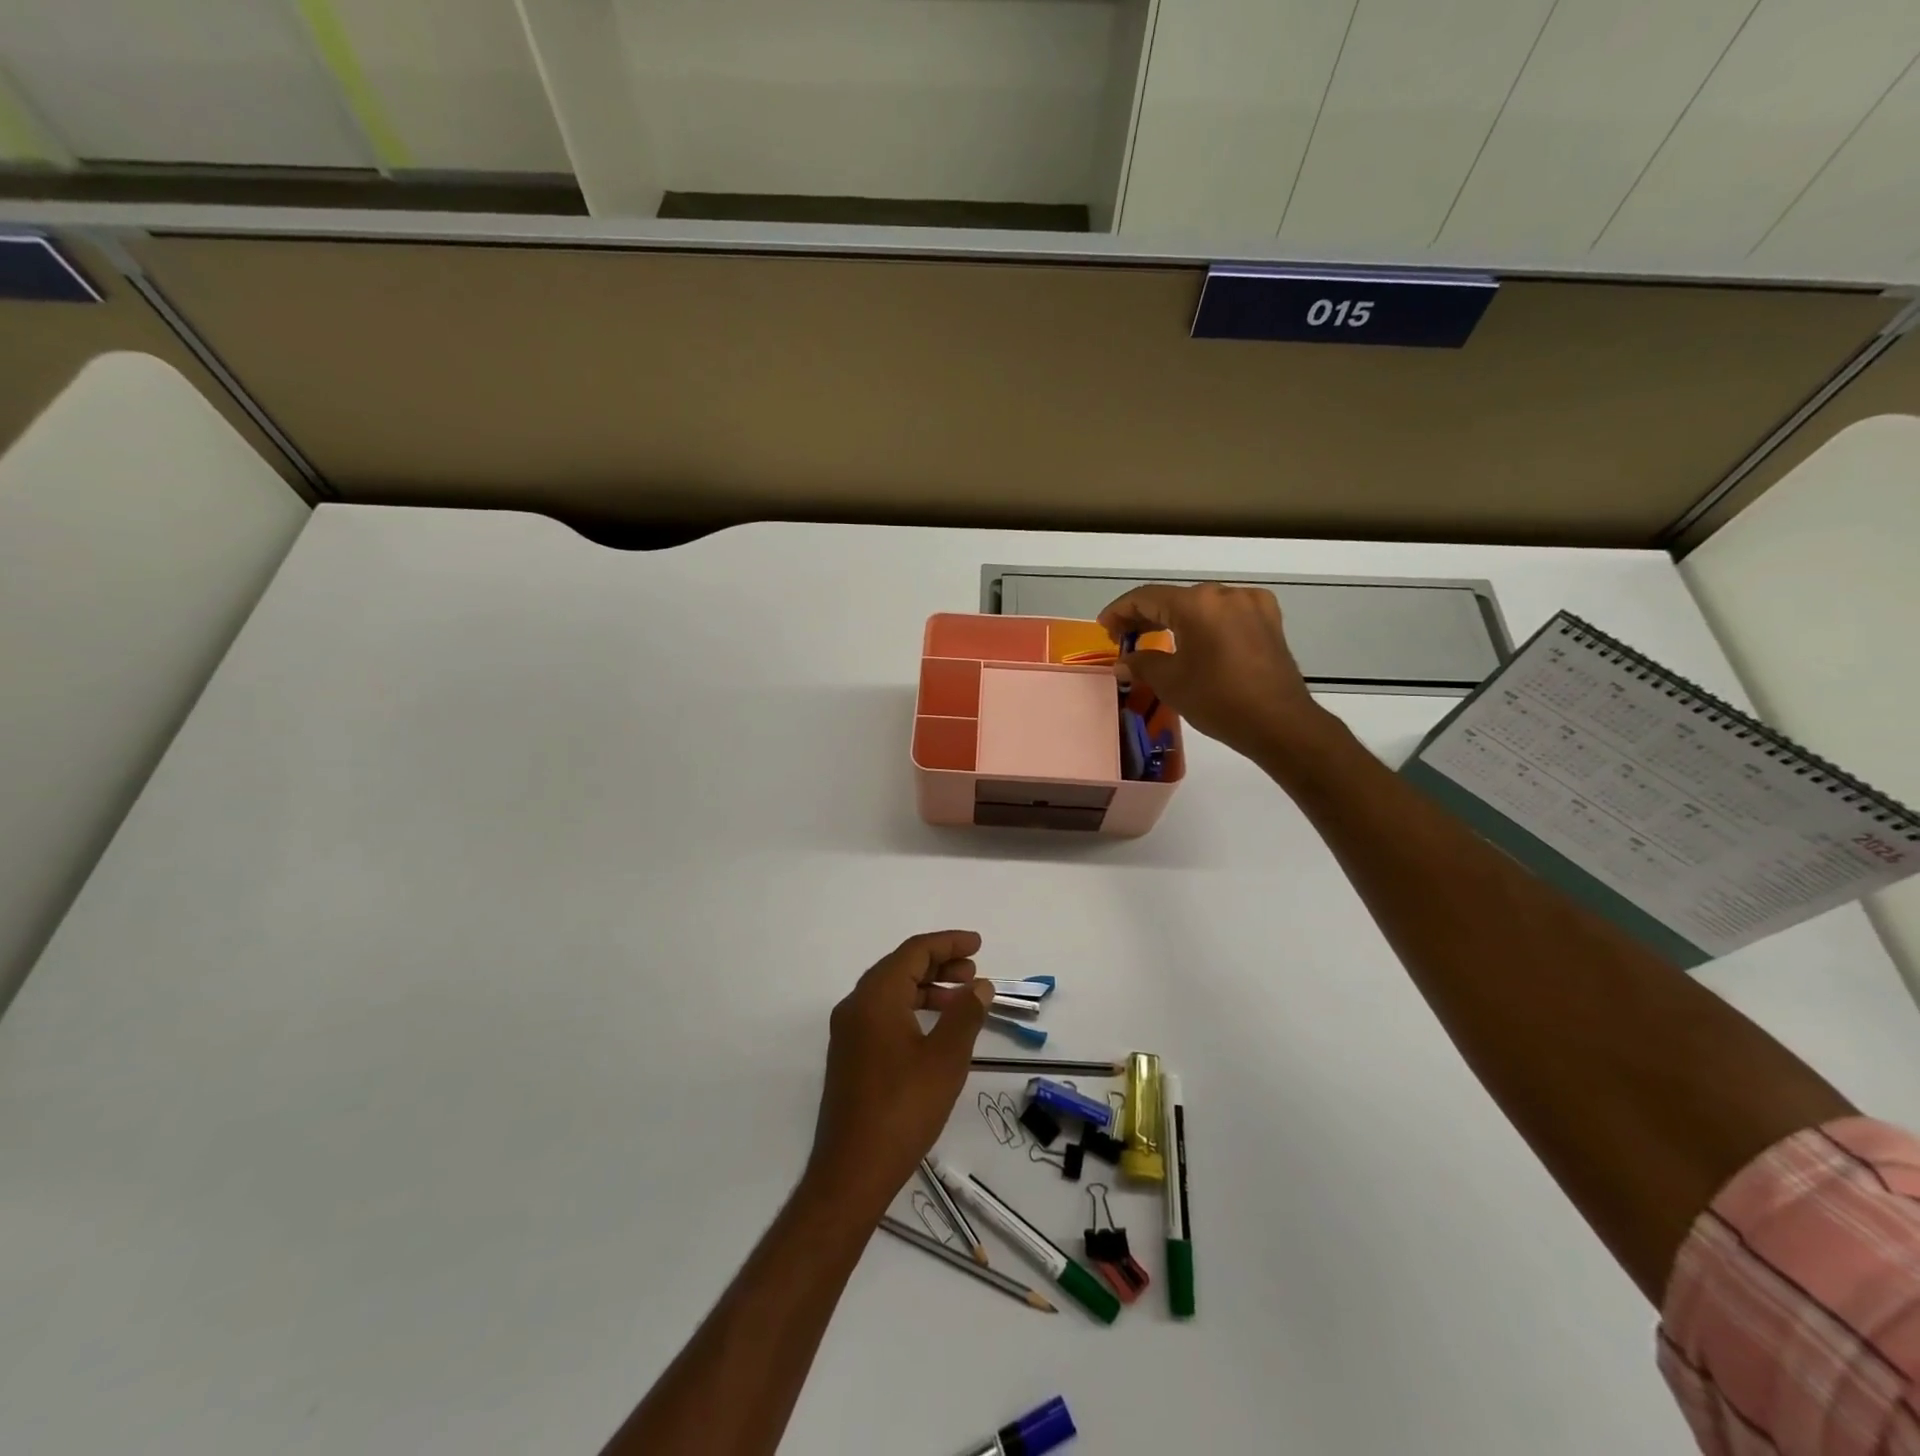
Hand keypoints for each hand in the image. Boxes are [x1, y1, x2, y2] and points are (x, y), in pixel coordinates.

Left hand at [804, 931, 993, 1220]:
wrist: (852, 1172)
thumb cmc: (903, 1109)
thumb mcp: (945, 1059)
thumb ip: (965, 1015)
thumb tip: (979, 985)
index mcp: (875, 997)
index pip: (914, 952)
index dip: (948, 943)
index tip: (978, 944)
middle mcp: (855, 1006)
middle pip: (899, 967)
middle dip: (939, 964)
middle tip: (973, 973)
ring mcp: (848, 1032)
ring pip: (890, 992)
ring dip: (926, 988)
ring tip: (960, 999)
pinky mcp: (849, 1056)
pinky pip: (882, 1014)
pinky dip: (911, 1009)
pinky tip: (934, 1029)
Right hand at [1099, 582, 1331, 763]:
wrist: (1279, 723)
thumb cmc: (1218, 700)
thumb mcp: (1170, 682)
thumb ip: (1141, 663)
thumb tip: (1124, 661)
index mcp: (1197, 604)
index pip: (1147, 597)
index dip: (1120, 610)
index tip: (1104, 627)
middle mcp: (1225, 594)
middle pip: (1175, 598)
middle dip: (1146, 615)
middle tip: (1123, 637)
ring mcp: (1252, 605)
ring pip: (1202, 605)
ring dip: (1175, 619)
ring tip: (1155, 639)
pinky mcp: (1269, 621)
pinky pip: (1226, 614)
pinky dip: (1204, 623)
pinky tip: (1195, 641)